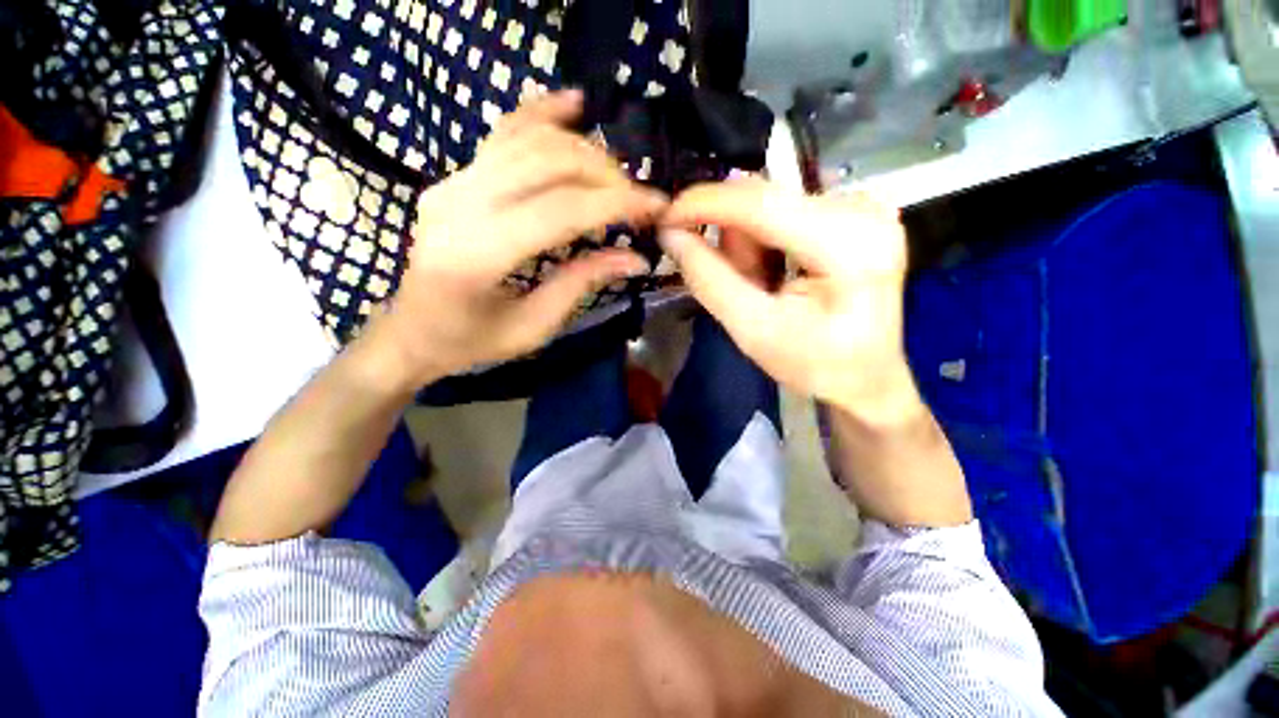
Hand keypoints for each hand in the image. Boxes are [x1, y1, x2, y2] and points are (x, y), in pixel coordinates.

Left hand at [366, 91, 666, 389]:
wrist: (412, 331)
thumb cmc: (472, 342)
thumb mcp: (534, 326)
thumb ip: (582, 283)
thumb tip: (636, 258)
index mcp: (478, 255)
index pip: (560, 209)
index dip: (615, 203)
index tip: (657, 206)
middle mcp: (459, 205)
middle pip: (547, 163)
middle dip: (605, 175)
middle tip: (638, 200)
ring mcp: (451, 183)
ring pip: (528, 140)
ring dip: (583, 150)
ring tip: (617, 174)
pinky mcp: (454, 178)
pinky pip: (502, 135)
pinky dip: (541, 114)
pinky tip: (573, 104)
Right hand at [659, 178, 919, 425]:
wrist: (865, 376)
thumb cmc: (814, 364)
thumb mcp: (752, 331)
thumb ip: (708, 279)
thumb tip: (670, 232)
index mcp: (849, 246)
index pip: (761, 204)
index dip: (705, 203)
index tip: (664, 216)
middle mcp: (863, 210)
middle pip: (764, 203)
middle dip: (736, 243)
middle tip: (743, 287)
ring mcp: (862, 206)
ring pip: (770, 206)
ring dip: (751, 248)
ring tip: (766, 288)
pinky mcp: (854, 210)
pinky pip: (784, 211)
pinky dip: (767, 242)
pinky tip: (780, 273)